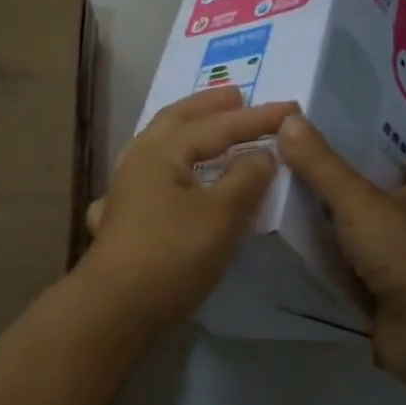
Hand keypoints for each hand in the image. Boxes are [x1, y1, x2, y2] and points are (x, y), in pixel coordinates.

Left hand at [81, 87, 294, 333]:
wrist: (114, 308)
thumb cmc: (172, 255)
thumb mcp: (221, 216)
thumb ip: (246, 178)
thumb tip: (261, 154)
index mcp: (162, 151)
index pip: (217, 126)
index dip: (256, 118)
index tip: (291, 108)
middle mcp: (138, 160)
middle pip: (176, 120)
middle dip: (209, 107)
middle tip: (236, 96)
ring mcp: (124, 187)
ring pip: (157, 144)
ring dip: (186, 130)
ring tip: (207, 127)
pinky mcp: (120, 215)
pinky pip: (147, 175)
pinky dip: (167, 165)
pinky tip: (166, 178)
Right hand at [278, 115, 405, 388]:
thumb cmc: (403, 253)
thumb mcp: (357, 201)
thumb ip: (322, 166)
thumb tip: (289, 119)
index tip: (391, 161)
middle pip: (389, 218)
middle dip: (359, 208)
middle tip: (311, 192)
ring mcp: (396, 280)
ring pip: (364, 256)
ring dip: (336, 247)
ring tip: (286, 230)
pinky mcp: (379, 314)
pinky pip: (346, 294)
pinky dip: (325, 287)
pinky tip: (291, 277)